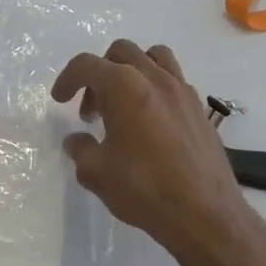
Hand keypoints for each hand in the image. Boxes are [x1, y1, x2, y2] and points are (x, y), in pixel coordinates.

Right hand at [51, 40, 265, 265]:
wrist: (205, 213)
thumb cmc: (145, 189)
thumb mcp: (97, 173)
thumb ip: (81, 150)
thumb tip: (77, 141)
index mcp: (124, 86)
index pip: (87, 65)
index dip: (67, 79)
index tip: (60, 100)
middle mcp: (155, 78)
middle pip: (120, 52)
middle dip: (99, 74)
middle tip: (92, 110)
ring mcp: (182, 90)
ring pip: (153, 57)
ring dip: (132, 71)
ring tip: (124, 103)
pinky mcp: (199, 108)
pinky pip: (173, 79)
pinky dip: (156, 87)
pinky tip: (150, 121)